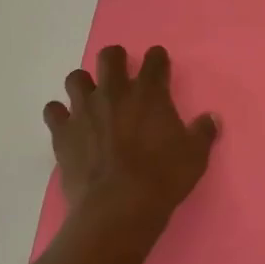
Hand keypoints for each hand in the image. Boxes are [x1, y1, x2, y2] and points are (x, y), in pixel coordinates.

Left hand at [43, 44, 218, 243]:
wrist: (118, 208)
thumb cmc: (163, 178)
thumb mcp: (195, 156)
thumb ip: (203, 132)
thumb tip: (211, 118)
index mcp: (149, 92)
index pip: (154, 59)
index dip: (157, 60)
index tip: (159, 67)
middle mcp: (114, 92)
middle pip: (109, 56)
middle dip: (115, 60)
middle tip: (121, 75)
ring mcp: (84, 110)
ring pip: (75, 78)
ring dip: (84, 85)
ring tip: (91, 100)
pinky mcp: (63, 132)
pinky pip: (53, 111)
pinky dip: (60, 115)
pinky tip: (68, 125)